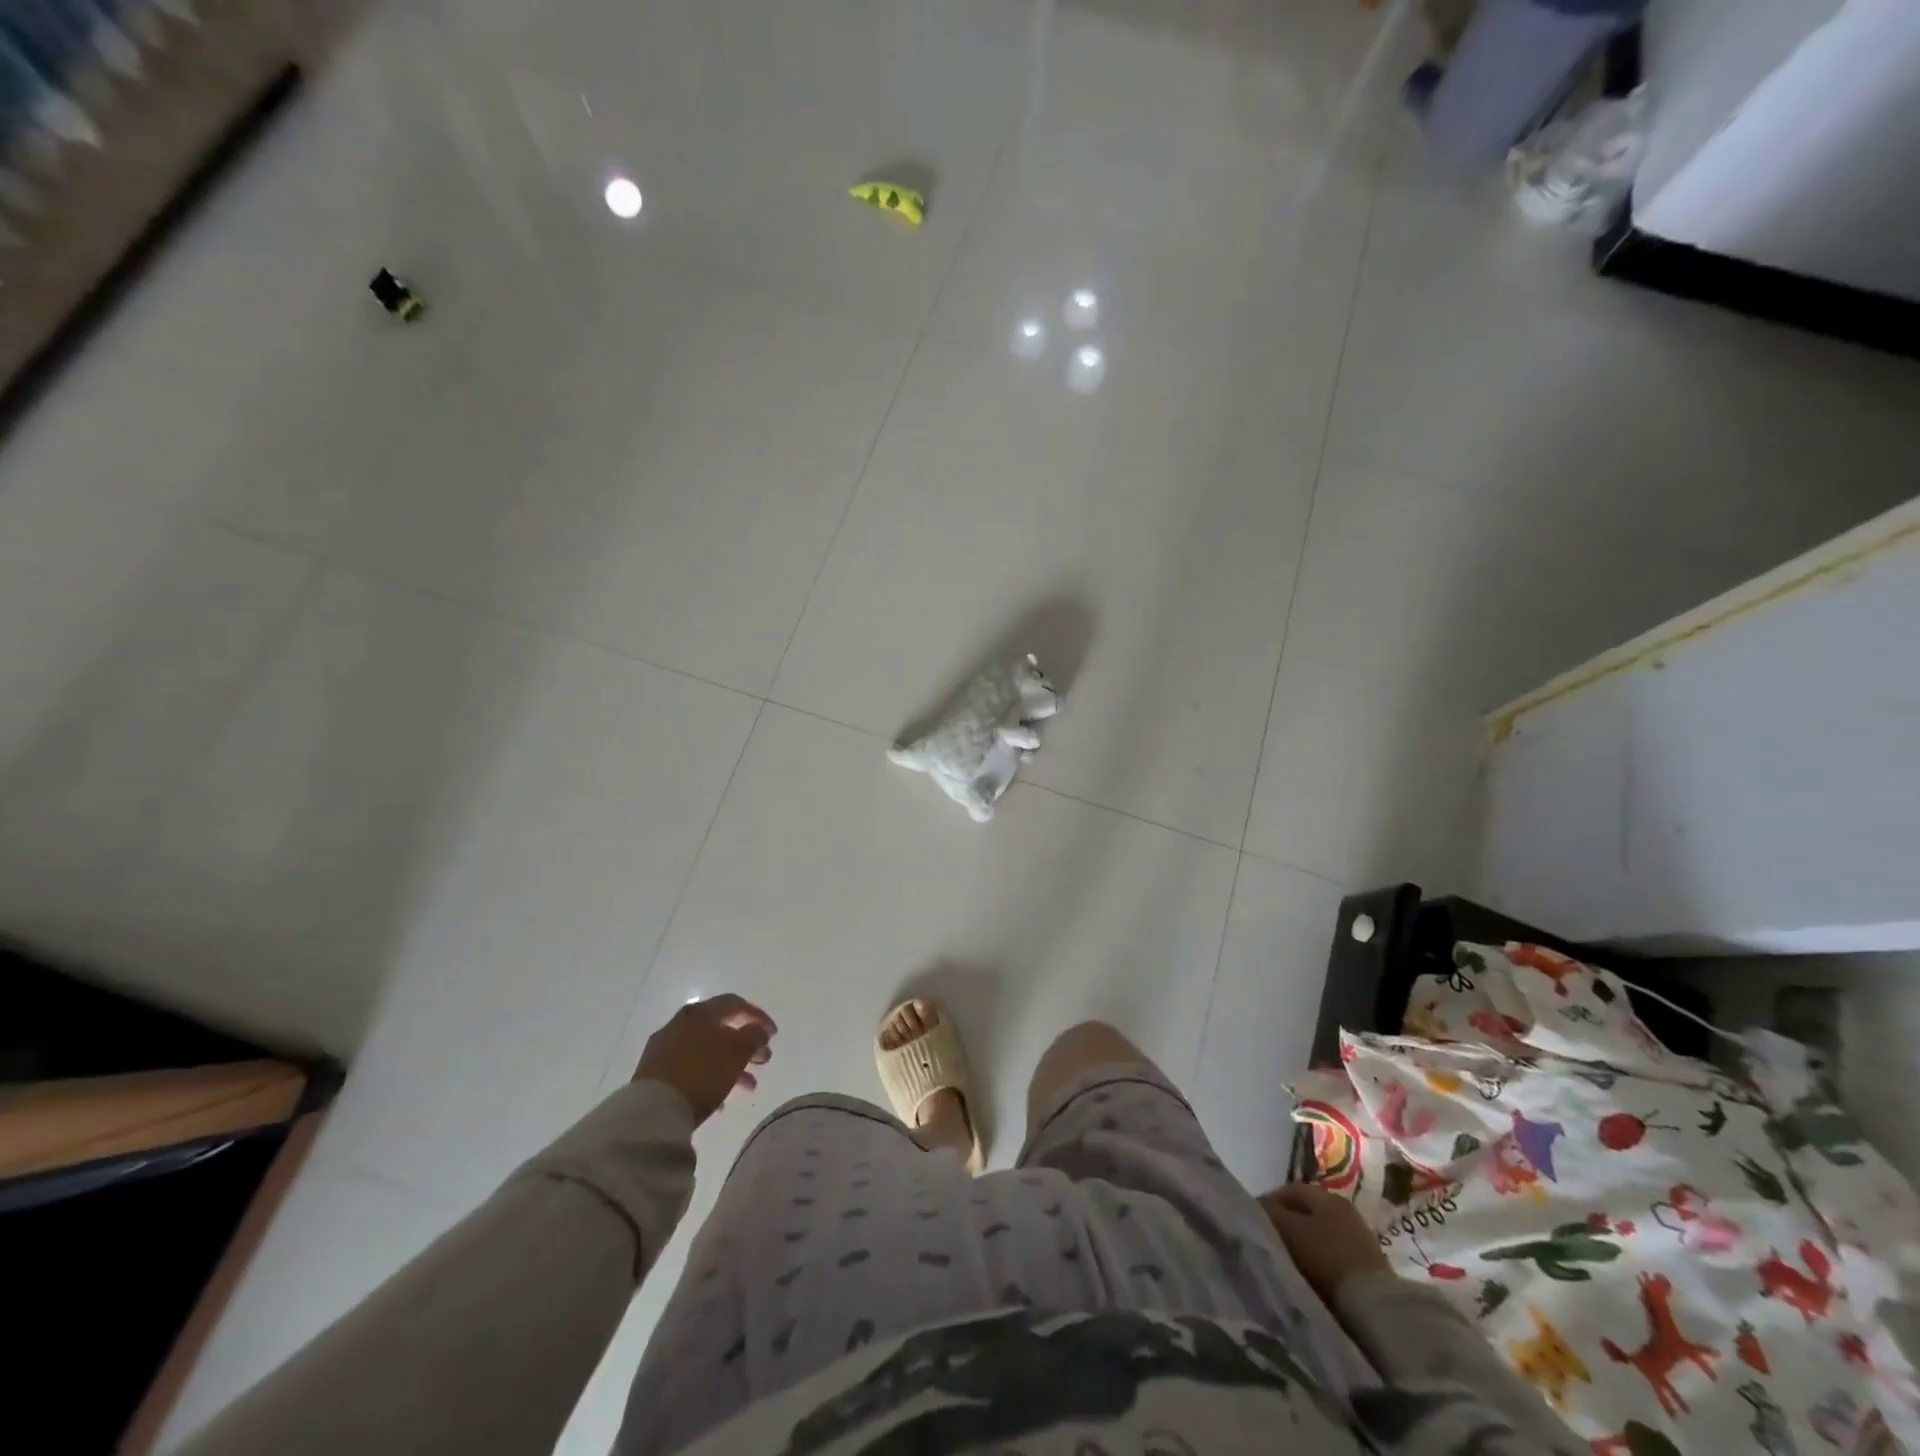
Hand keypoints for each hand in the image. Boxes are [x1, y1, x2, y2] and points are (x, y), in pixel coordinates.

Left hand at [634, 994, 775, 1123]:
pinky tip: (722, 1101)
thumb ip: (753, 1036)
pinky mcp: (654, 1074)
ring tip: (749, 1086)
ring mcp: (664, 1049)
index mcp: (699, 1013)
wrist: (652, 1112)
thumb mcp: (736, 1052)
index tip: (773, 1034)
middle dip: (746, 1045)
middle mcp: (680, 1024)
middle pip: (720, 1029)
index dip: (757, 1016)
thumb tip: (759, 1030)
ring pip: (707, 1051)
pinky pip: (691, 1069)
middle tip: (764, 1060)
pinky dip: (710, 1078)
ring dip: (731, 1064)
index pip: (734, 1004)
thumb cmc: (701, 1073)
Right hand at [1259, 1183, 1391, 1304]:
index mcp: (1325, 1195)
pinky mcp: (1369, 1264)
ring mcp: (1360, 1236)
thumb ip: (1270, 1213)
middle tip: (1270, 1241)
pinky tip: (1312, 1274)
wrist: (1375, 1305)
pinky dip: (1320, 1259)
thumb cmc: (1326, 1258)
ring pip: (1320, 1233)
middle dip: (1287, 1223)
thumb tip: (1258, 1206)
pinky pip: (1334, 1253)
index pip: (1288, 1190)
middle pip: (1306, 1211)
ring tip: (1288, 1260)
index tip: (1254, 1221)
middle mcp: (1344, 1208)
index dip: (1268, 1202)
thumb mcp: (1289, 1230)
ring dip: (1304, 1243)